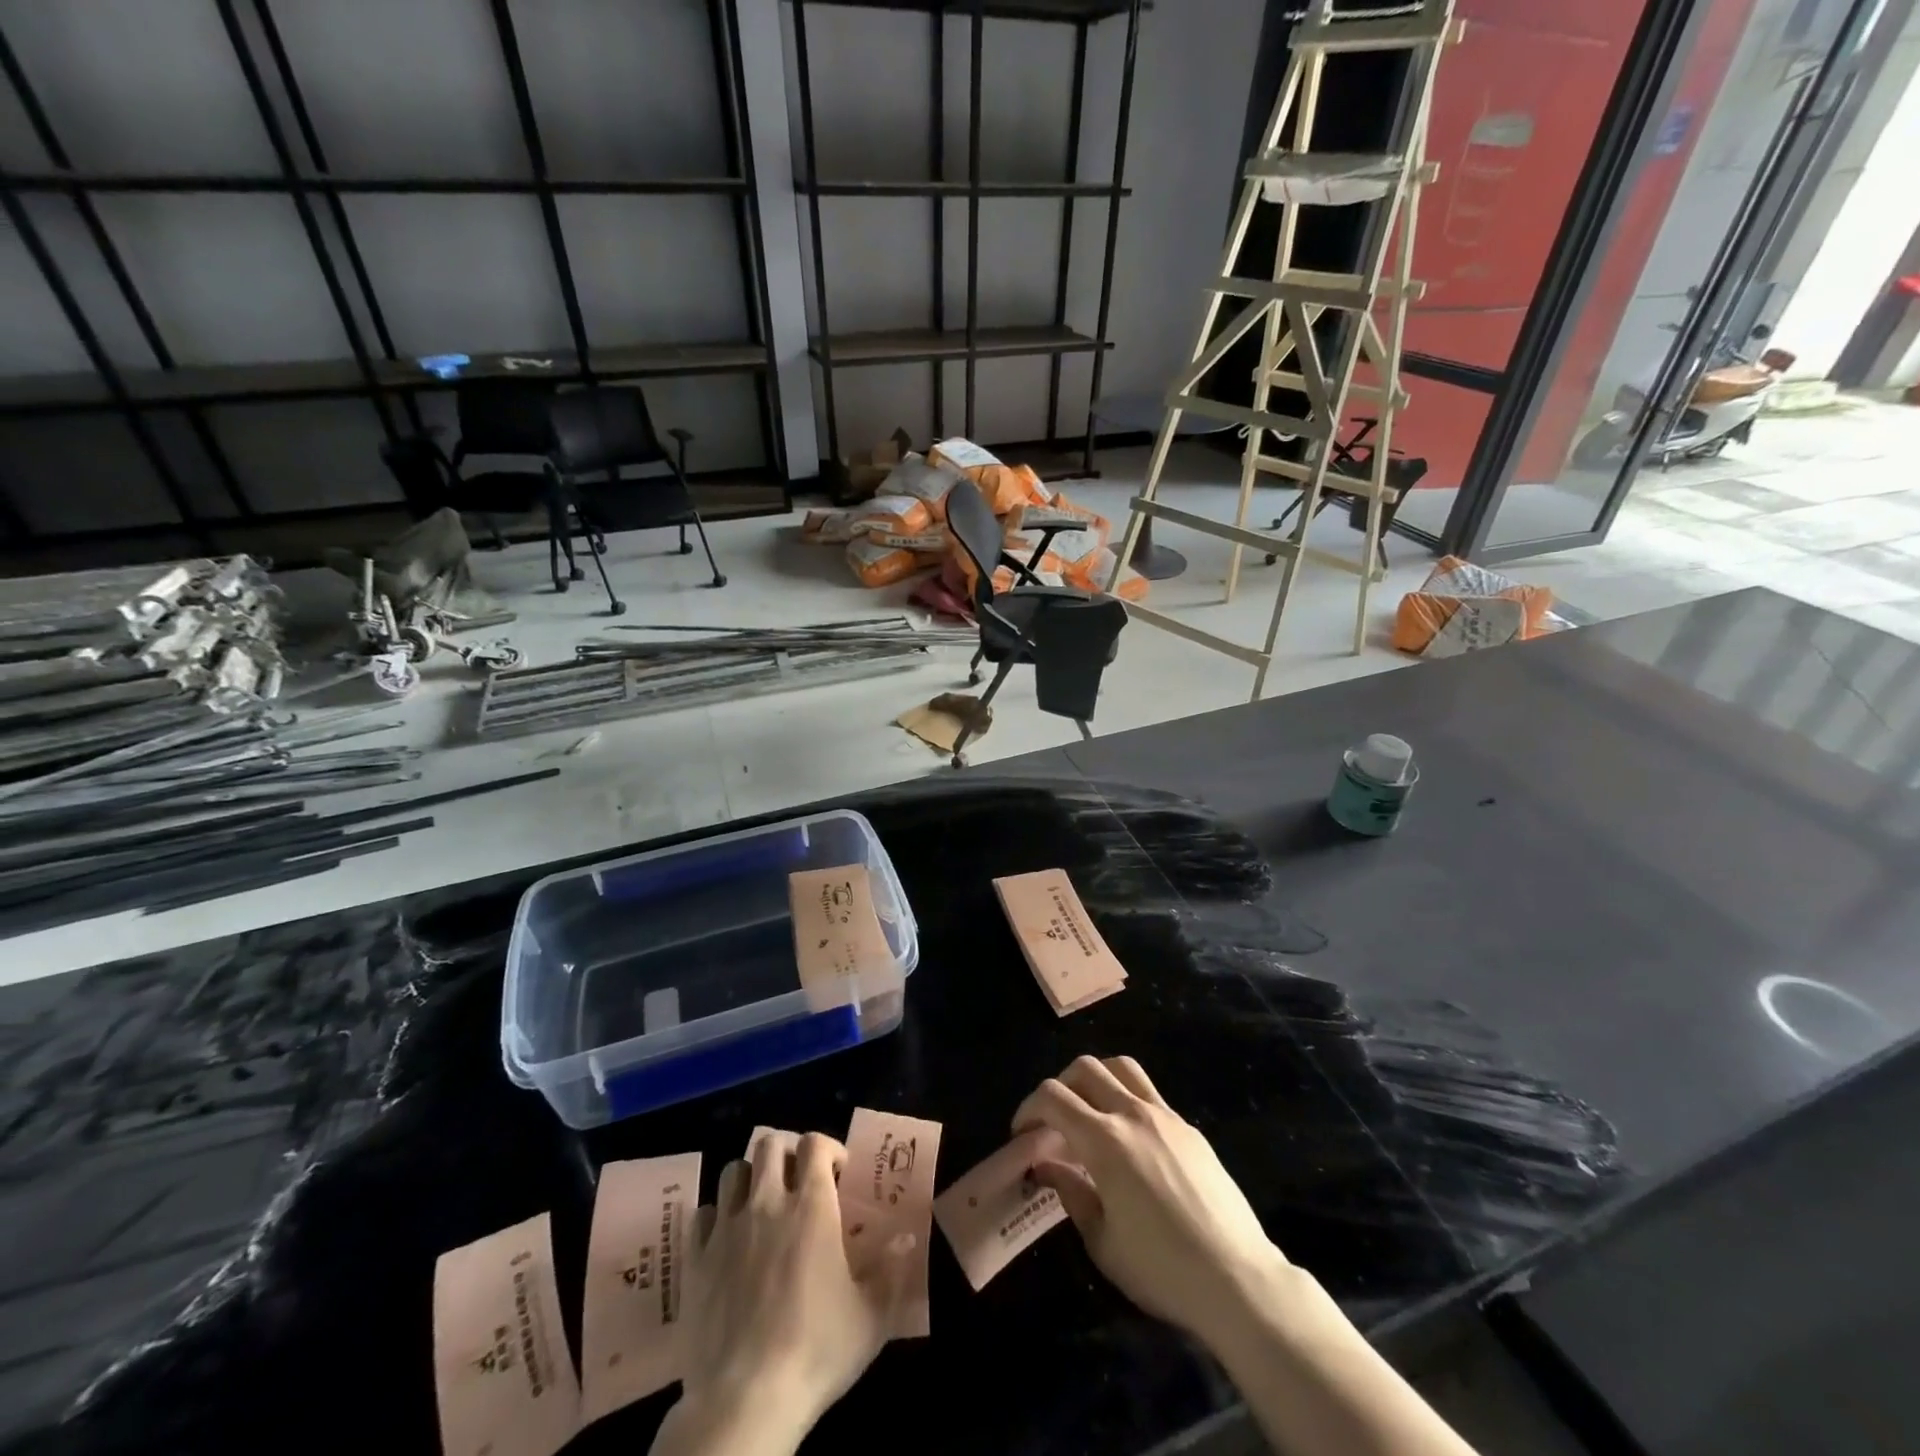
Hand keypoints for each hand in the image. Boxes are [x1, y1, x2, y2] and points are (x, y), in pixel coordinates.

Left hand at [657, 1132, 903, 1455]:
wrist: (745, 1400)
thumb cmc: (817, 1350)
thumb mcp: (871, 1315)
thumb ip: (891, 1271)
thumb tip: (907, 1239)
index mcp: (812, 1206)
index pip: (814, 1143)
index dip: (828, 1148)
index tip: (837, 1173)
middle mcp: (767, 1202)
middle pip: (769, 1143)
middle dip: (786, 1151)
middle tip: (798, 1178)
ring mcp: (727, 1228)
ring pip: (733, 1171)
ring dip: (750, 1178)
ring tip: (762, 1203)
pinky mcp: (696, 1259)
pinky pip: (702, 1213)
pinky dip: (716, 1216)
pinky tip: (727, 1238)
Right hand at [1013, 1056, 1290, 1351]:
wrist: (1238, 1280)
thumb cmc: (1162, 1270)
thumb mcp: (1102, 1242)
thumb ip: (1071, 1192)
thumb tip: (1047, 1165)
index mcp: (1105, 1141)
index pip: (1053, 1097)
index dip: (1028, 1108)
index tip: (1022, 1134)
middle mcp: (1133, 1114)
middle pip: (1085, 1068)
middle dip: (1059, 1087)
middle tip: (1053, 1122)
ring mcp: (1166, 1116)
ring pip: (1121, 1067)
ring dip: (1095, 1079)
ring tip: (1089, 1112)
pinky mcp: (1189, 1128)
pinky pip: (1149, 1094)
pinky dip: (1126, 1100)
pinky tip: (1130, 1141)